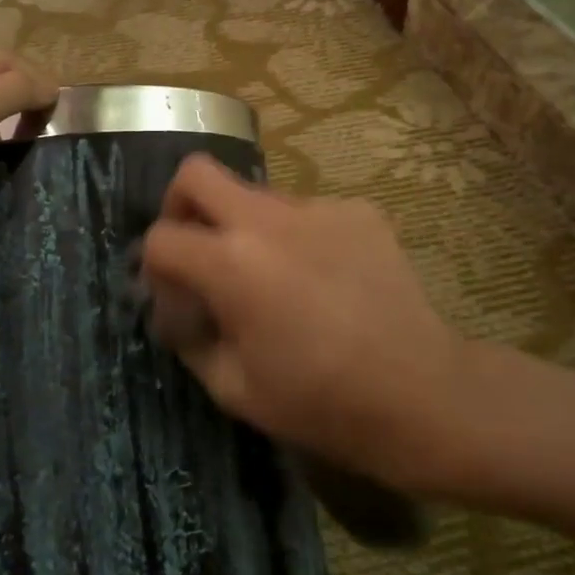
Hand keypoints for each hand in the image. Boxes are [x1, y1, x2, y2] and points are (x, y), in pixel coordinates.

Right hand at [140, 155, 475, 497]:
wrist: (421, 393)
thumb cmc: (320, 402)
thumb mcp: (232, 387)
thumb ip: (187, 337)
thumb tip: (174, 307)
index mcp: (230, 263)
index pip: (161, 237)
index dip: (153, 267)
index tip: (172, 295)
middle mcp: (267, 219)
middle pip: (197, 173)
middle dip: (181, 205)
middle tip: (197, 246)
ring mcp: (317, 207)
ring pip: (255, 194)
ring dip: (244, 227)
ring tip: (273, 278)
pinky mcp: (357, 210)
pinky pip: (305, 212)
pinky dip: (296, 237)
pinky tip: (322, 280)